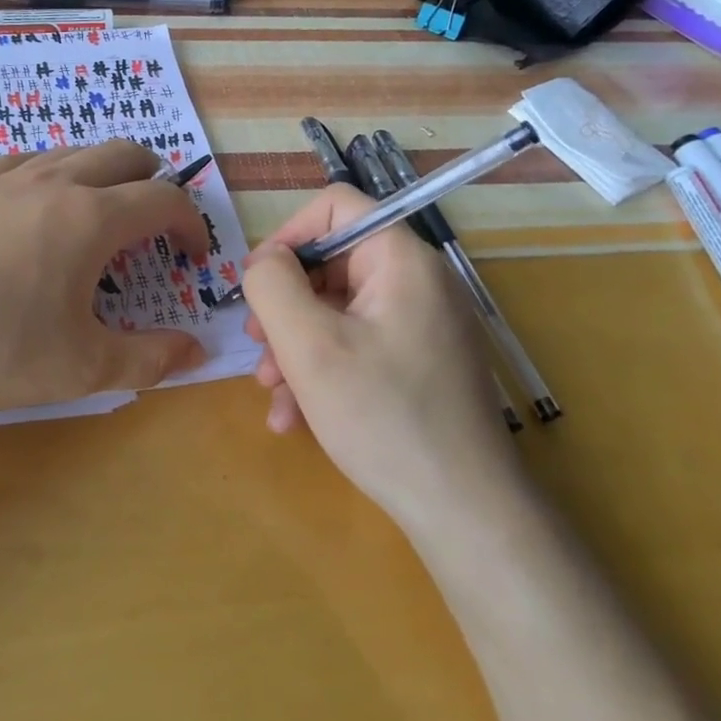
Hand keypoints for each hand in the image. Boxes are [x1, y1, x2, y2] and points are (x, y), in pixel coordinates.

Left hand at [0, 141, 209, 425]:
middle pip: (121, 154)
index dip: (190, 223)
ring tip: (96, 210)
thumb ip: (148, 360)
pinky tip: (30, 206)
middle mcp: (51, 183)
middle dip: (152, 179)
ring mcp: (0, 180)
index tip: (191, 257)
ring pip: (68, 152)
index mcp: (89, 218)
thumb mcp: (81, 368)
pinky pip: (19, 162)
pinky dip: (46, 174)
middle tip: (154, 217)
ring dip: (99, 172)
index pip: (162, 200)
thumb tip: (197, 353)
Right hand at [241, 184, 521, 522]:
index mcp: (401, 260)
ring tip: (272, 393)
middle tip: (256, 348)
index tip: (257, 284)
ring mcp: (421, 326)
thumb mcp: (308, 345)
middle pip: (331, 264)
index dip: (287, 236)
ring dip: (295, 346)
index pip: (335, 207)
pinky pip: (357, 346)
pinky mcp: (419, 364)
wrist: (464, 513)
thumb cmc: (382, 417)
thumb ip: (272, 285)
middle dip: (284, 306)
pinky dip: (322, 371)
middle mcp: (417, 283)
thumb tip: (264, 261)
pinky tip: (296, 417)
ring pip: (337, 311)